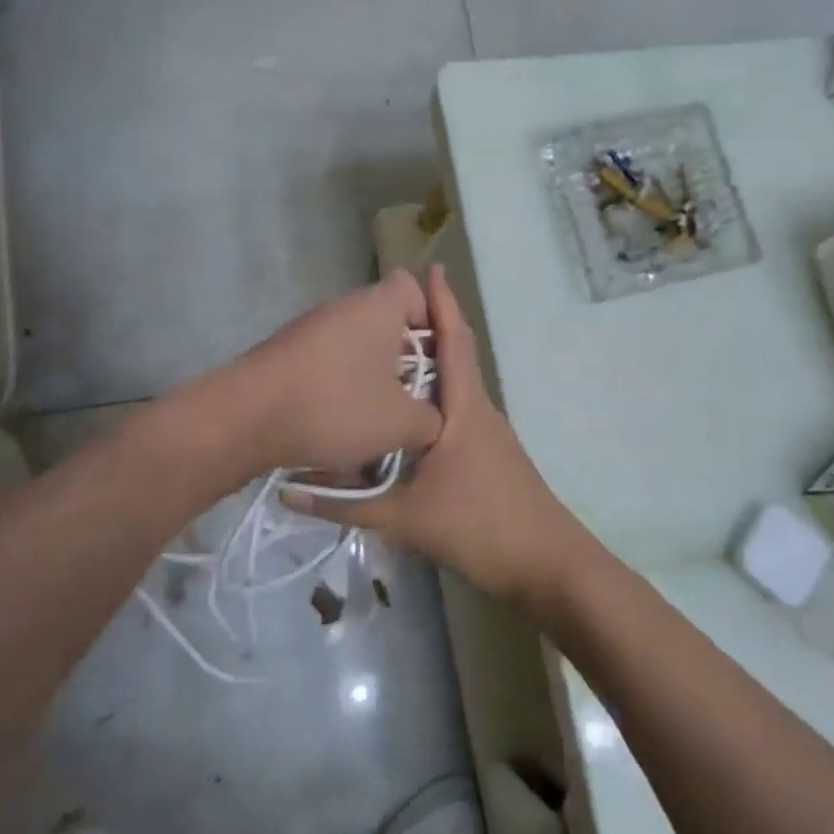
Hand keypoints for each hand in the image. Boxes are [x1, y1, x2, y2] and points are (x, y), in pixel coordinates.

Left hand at [231, 269, 443, 478]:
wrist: (245, 418)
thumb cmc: (335, 406)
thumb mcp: (402, 423)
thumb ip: (433, 418)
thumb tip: (432, 418)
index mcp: (378, 306)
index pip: (415, 287)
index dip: (432, 321)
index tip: (433, 362)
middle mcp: (344, 306)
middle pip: (387, 320)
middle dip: (403, 358)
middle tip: (411, 396)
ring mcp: (310, 327)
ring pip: (357, 344)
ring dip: (371, 375)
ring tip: (375, 417)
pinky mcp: (287, 352)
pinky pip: (329, 361)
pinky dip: (339, 385)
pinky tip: (338, 421)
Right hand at [283, 265, 586, 607]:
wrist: (546, 564)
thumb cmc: (480, 526)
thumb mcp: (404, 517)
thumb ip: (345, 505)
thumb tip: (288, 492)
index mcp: (464, 408)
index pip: (454, 341)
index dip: (442, 304)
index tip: (428, 269)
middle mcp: (478, 409)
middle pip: (455, 356)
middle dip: (430, 326)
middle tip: (388, 310)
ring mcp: (487, 432)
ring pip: (456, 385)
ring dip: (431, 362)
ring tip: (387, 352)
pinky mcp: (487, 453)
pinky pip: (456, 409)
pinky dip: (434, 395)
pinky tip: (407, 409)